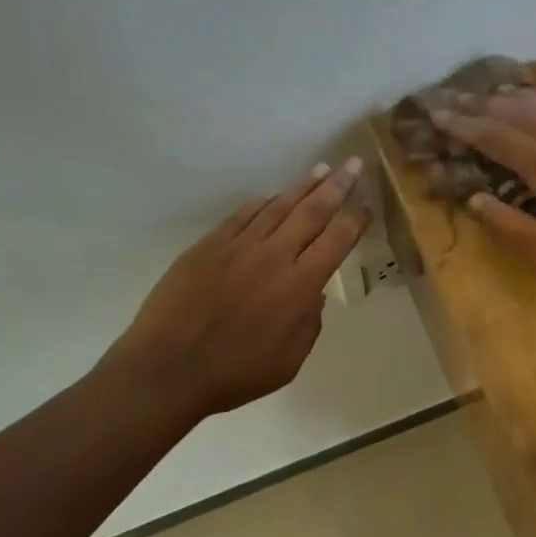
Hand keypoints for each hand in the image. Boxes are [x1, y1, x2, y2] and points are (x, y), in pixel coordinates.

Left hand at [98, 160, 368, 416]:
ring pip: (277, 207)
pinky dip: (261, 204)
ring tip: (320, 170)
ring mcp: (238, 247)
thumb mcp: (289, 361)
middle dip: (337, 186)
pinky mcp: (208, 246)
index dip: (356, 220)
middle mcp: (274, 256)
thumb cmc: (235, 373)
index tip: (367, 205)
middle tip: (353, 164)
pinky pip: (242, 217)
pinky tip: (271, 196)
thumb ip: (308, 323)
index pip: (337, 241)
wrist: (168, 368)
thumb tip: (312, 294)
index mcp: (299, 287)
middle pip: (312, 212)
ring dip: (302, 187)